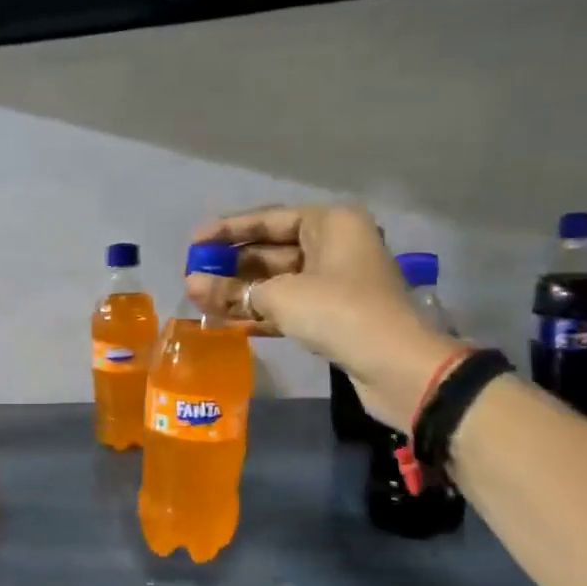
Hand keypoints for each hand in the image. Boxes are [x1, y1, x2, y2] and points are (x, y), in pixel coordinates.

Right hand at [186, 203, 458, 427]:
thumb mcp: (281, 296)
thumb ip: (234, 289)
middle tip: (192, 273)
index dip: (228, 230)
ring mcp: (335, 281)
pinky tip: (224, 320)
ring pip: (277, 281)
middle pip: (271, 250)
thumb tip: (192, 285)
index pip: (269, 220)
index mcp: (330, 223)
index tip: (194, 241)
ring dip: (239, 291)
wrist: (394, 365)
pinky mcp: (333, 314)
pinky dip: (258, 311)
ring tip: (198, 298)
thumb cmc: (338, 312)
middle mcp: (334, 245)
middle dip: (231, 265)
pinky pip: (287, 305)